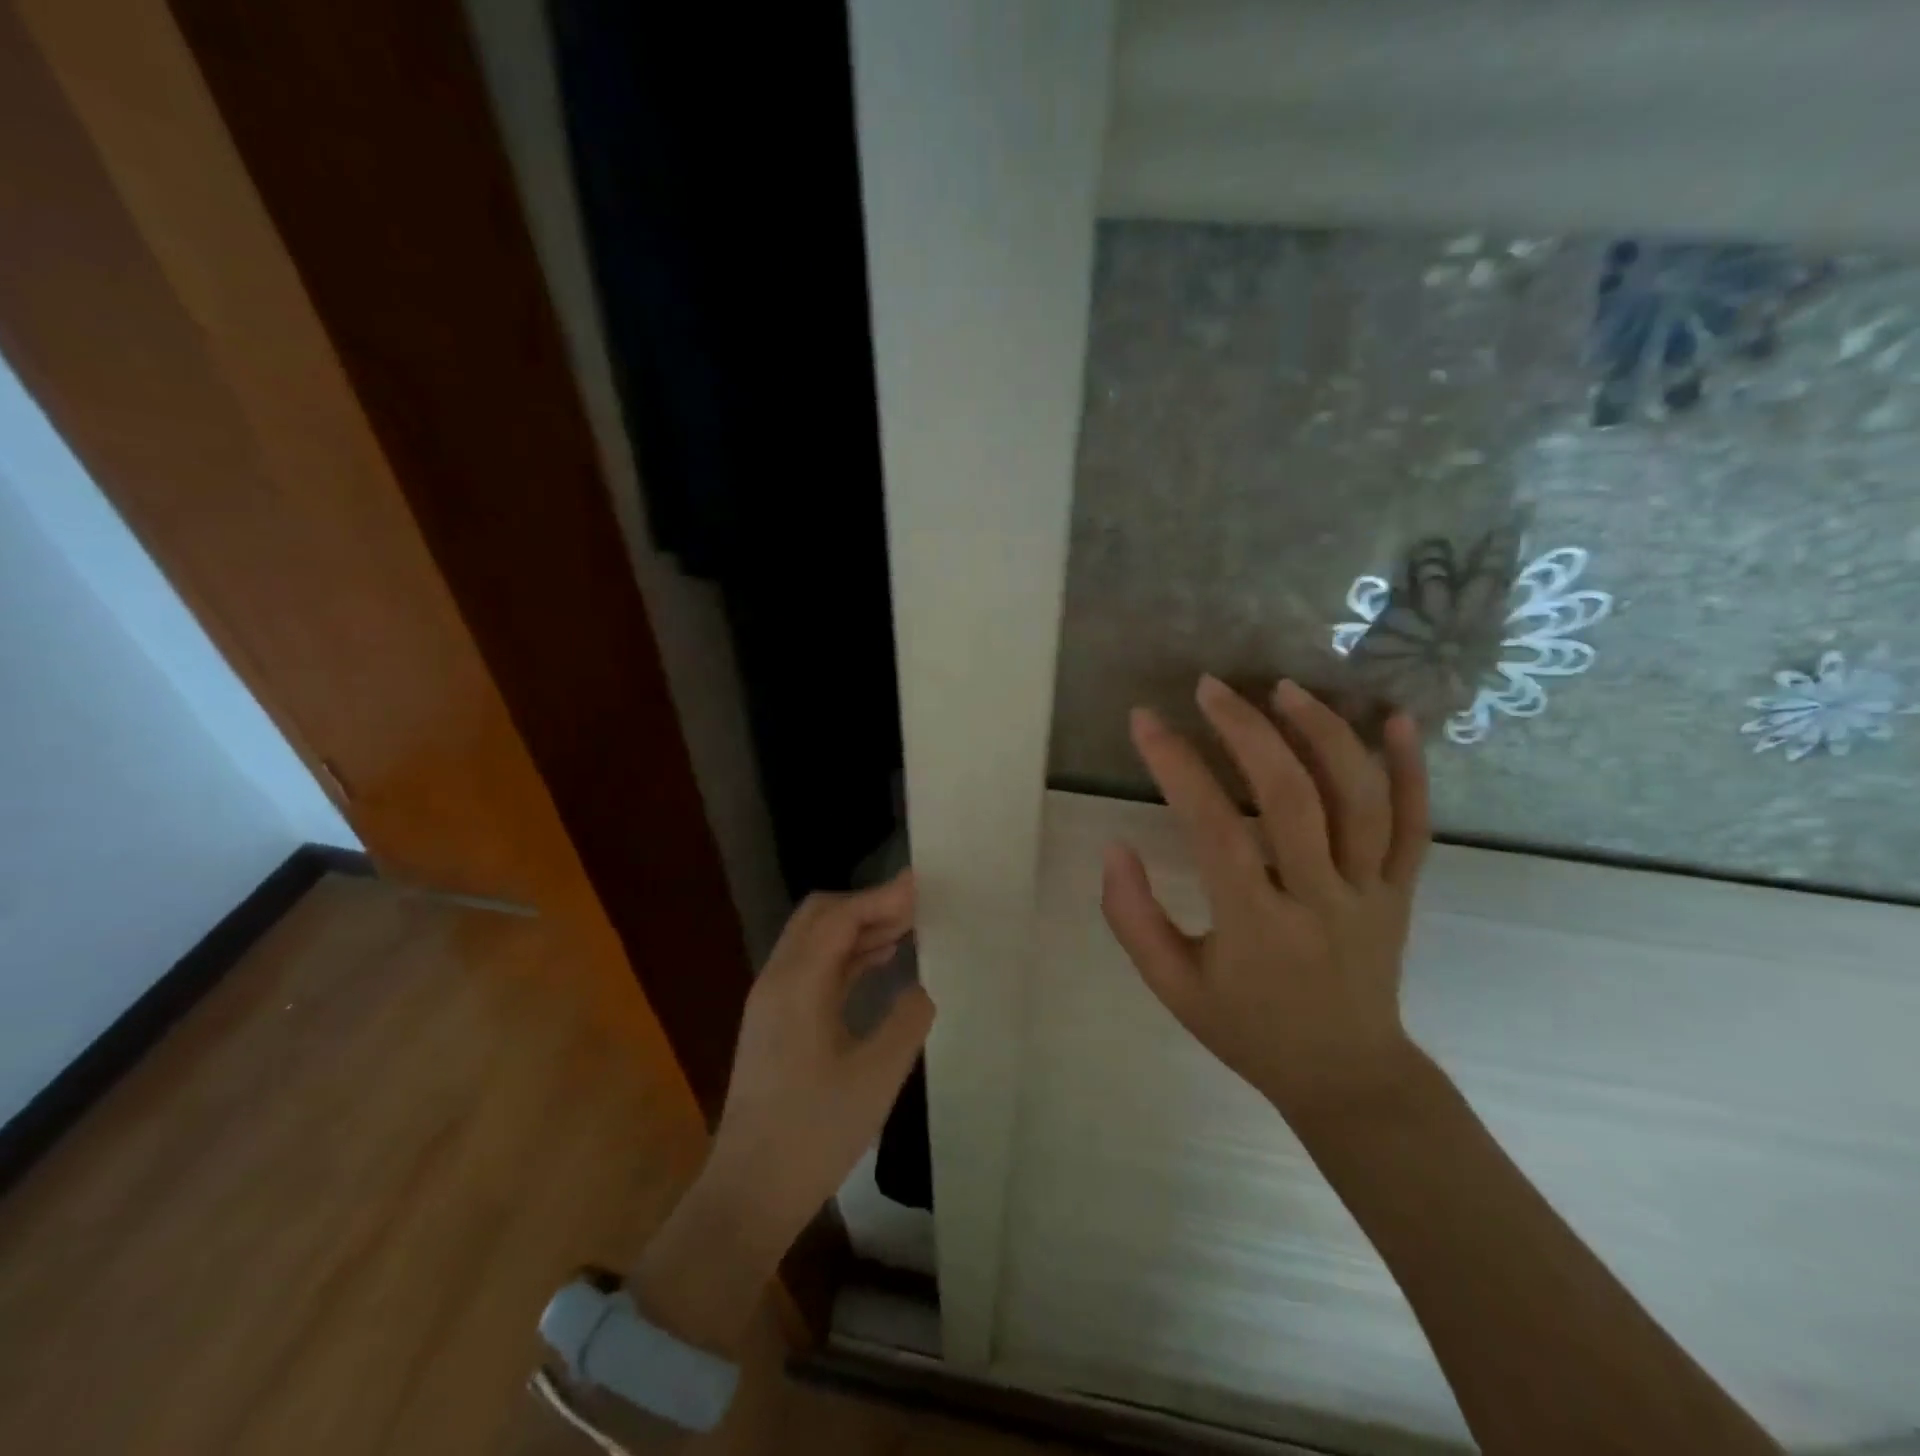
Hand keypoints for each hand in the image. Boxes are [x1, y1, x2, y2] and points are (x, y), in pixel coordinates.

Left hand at [630, 872, 930, 1351]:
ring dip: (858, 927)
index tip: (923, 885)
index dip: (882, 896)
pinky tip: (879, 962)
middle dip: (869, 904)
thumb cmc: (814, 1134)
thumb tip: (924, 985)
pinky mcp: (775, 1022)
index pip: (840, 916)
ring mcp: (772, 1001)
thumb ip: (908, 1019)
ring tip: (909, 927)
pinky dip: (847, 954)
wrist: (749, 1193)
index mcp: (798, 984)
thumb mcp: (876, 1076)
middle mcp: (778, 980)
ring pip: (816, 940)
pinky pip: (813, 967)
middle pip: (821, 916)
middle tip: (918, 906)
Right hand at [1100, 675, 1429, 1124]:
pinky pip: (1415, 826)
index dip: (1176, 767)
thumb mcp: (1172, 987)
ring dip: (1324, 734)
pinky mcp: (1403, 892)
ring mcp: (1371, 893)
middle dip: (1247, 731)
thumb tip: (1114, 848)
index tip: (1145, 721)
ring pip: (1359, 800)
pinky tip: (1395, 719)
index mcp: (1256, 927)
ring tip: (1285, 688)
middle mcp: (1320, 901)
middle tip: (1210, 687)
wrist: (1346, 1076)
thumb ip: (1134, 918)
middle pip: (1290, 798)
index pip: (1213, 830)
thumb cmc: (1247, 1029)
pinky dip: (1411, 769)